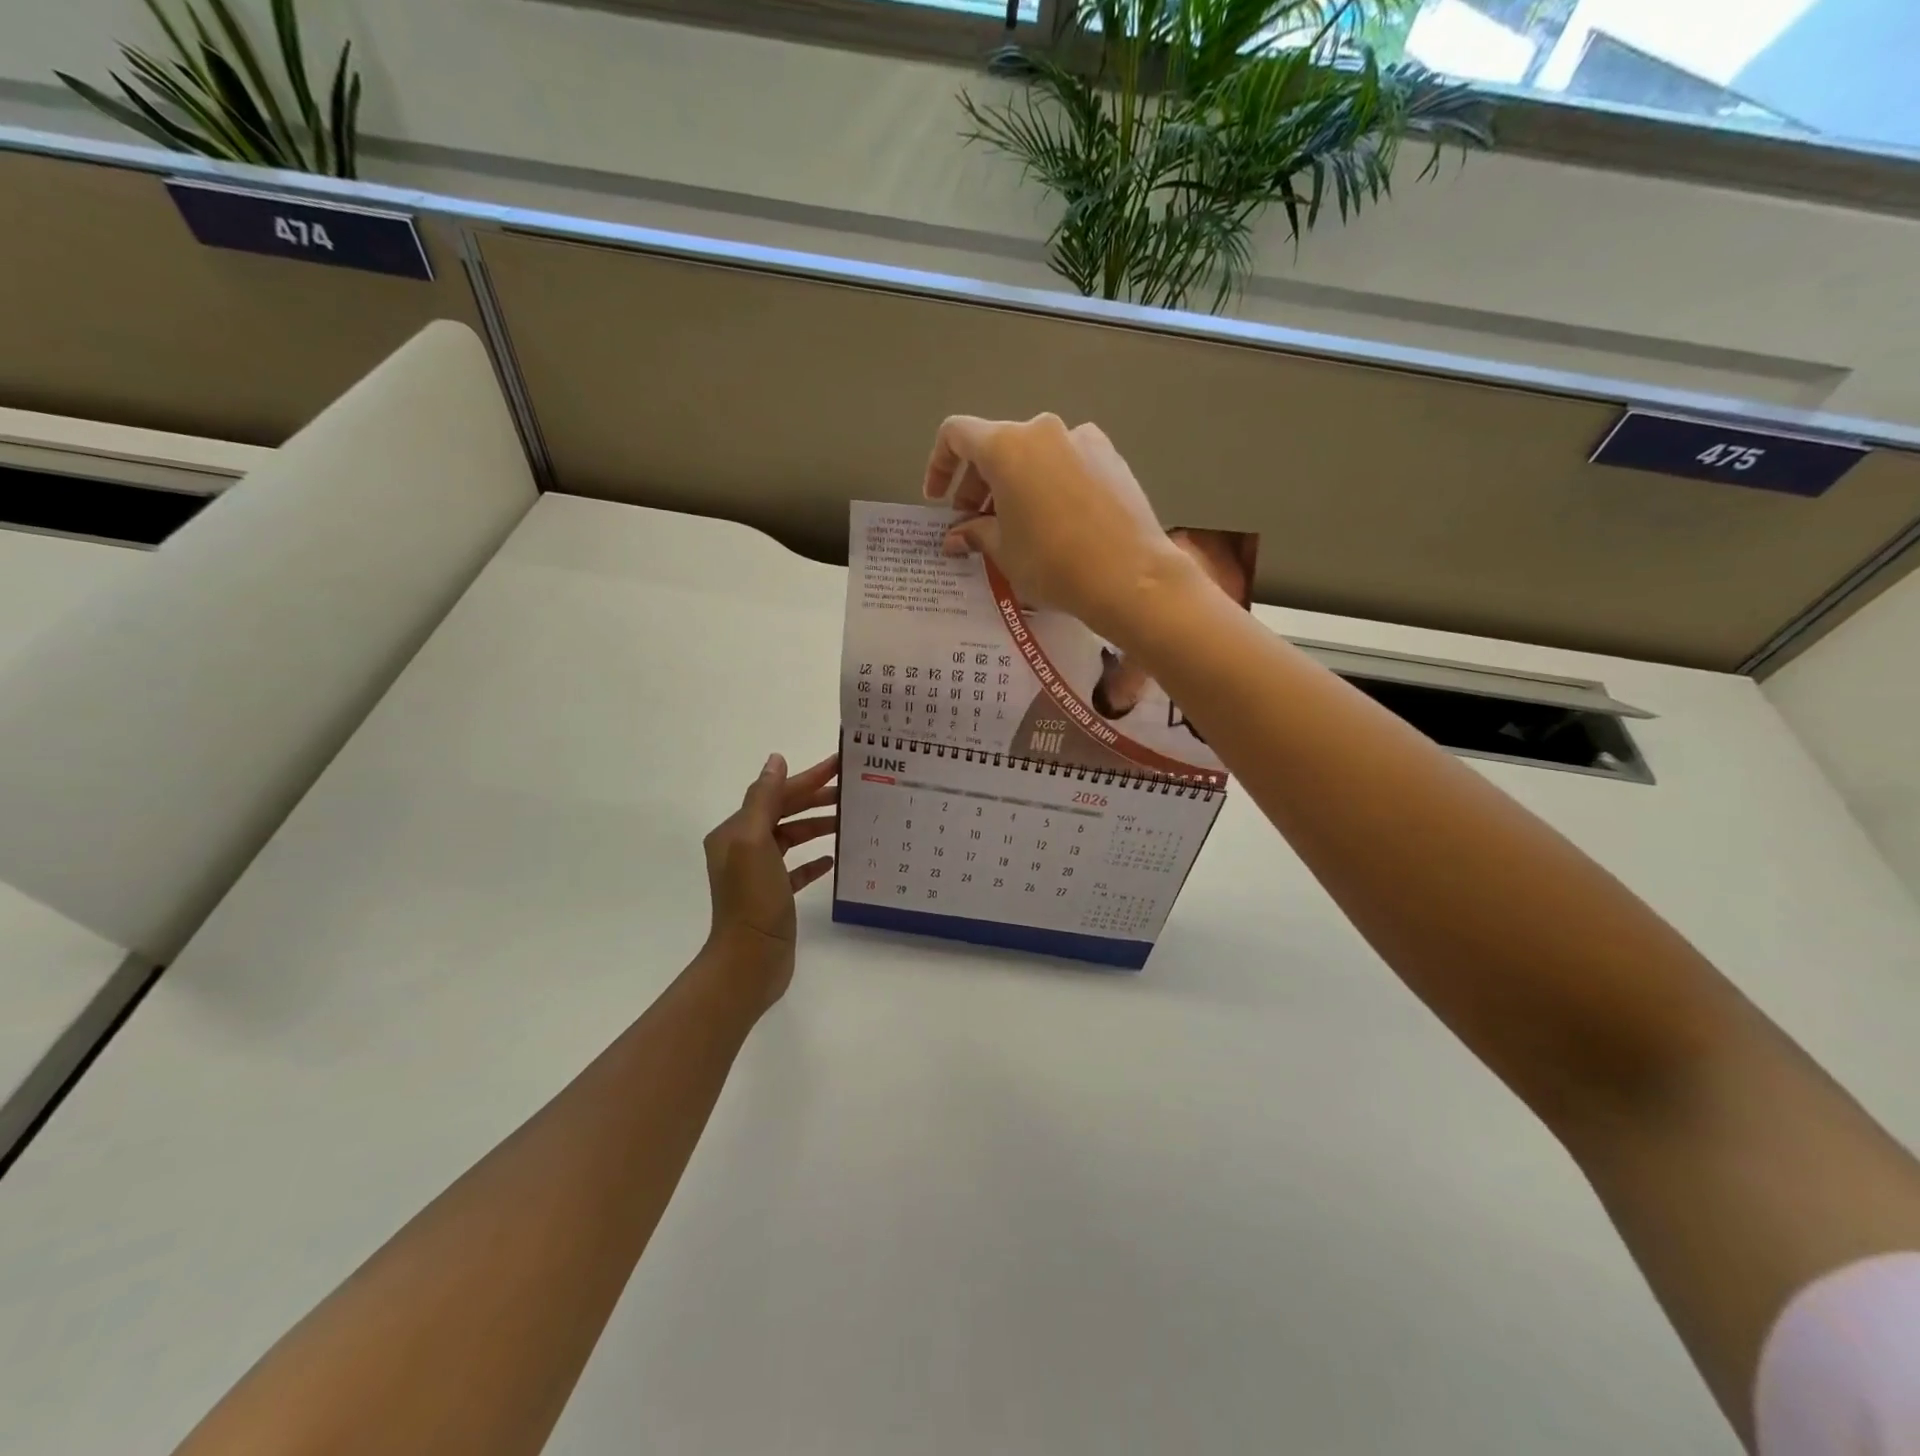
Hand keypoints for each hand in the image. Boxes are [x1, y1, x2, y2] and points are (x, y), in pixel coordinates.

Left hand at [700, 752, 838, 1010]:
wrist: (749, 961)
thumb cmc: (753, 899)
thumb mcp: (755, 841)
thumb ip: (764, 799)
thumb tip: (776, 760)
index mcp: (735, 832)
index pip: (775, 794)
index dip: (807, 778)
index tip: (838, 765)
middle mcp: (742, 848)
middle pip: (784, 813)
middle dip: (815, 799)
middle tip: (850, 790)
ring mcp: (758, 874)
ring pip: (791, 838)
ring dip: (817, 826)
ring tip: (847, 821)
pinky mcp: (774, 896)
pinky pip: (796, 869)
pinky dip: (813, 860)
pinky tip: (832, 859)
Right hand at [923, 413, 1187, 642]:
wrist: (1130, 576)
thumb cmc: (1053, 563)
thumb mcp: (1004, 552)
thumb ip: (975, 533)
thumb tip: (957, 535)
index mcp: (1007, 446)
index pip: (957, 435)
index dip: (939, 465)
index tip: (939, 501)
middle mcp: (1044, 430)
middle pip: (997, 445)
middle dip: (978, 483)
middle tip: (975, 523)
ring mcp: (1083, 439)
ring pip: (1034, 455)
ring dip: (1015, 484)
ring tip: (1016, 526)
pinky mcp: (1112, 457)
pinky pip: (1066, 463)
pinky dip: (1048, 484)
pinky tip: (1056, 522)